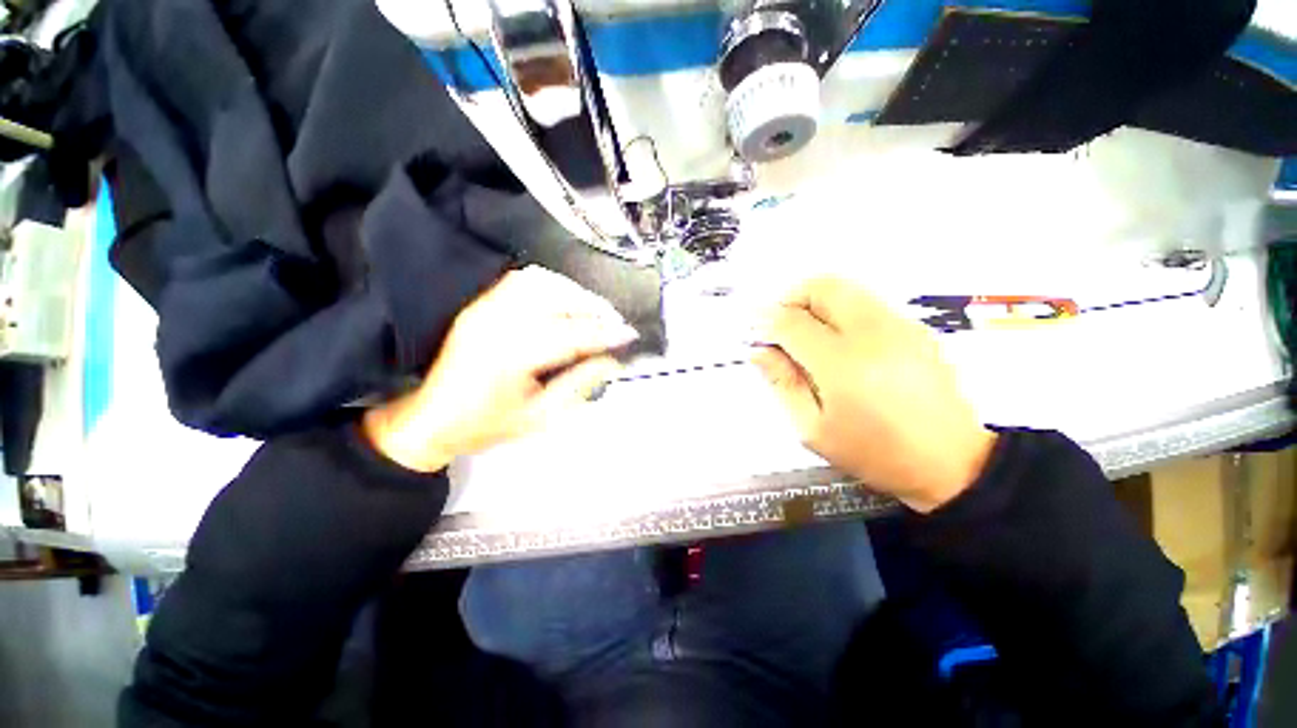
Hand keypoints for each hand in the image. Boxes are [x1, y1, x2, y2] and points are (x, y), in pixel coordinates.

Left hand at [363, 266, 637, 472]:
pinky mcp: (479, 306)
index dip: (605, 333)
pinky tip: (561, 299)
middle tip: (614, 322)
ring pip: (540, 283)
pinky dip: (548, 284)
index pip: (572, 335)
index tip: (629, 334)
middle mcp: (499, 324)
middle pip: (557, 300)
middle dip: (593, 307)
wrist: (431, 419)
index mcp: (513, 356)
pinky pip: (519, 281)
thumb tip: (611, 363)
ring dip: (573, 292)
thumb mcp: (539, 417)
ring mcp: (486, 309)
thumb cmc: (486, 425)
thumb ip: (578, 385)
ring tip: (592, 310)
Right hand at [751, 276, 996, 512]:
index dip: (765, 321)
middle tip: (779, 324)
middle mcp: (873, 334)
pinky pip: (866, 302)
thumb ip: (782, 384)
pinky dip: (840, 310)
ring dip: (815, 301)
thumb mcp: (813, 429)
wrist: (950, 462)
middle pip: (822, 287)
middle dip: (791, 297)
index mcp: (842, 365)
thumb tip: (759, 352)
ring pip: (845, 288)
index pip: (791, 322)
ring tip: (805, 332)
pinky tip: (837, 341)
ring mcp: (899, 326)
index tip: (755, 331)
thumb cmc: (874, 452)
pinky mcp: (914, 327)